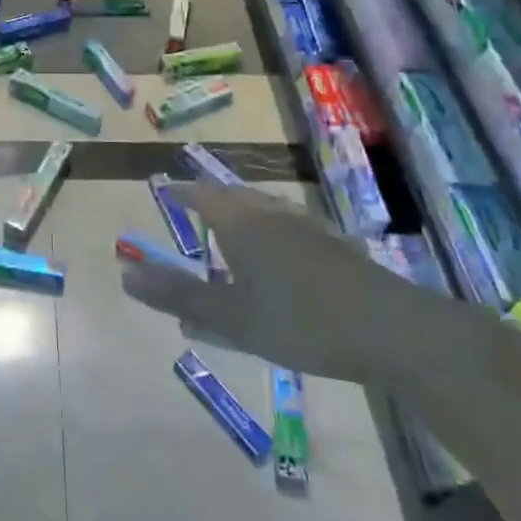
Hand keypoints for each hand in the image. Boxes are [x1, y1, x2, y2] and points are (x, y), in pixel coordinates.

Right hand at [120, 182, 442, 381]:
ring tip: (231, 229)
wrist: (394, 330)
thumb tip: (126, 275)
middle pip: (234, 196)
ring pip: (264, 209)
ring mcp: (308, 226)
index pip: (202, 194)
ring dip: (242, 214)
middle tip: (193, 209)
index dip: (181, 192)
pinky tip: (280, 256)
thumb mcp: (231, 316)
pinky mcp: (336, 246)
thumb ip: (179, 296)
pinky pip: (288, 227)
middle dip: (210, 200)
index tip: (164, 190)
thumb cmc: (300, 320)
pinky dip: (270, 232)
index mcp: (242, 223)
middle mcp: (272, 214)